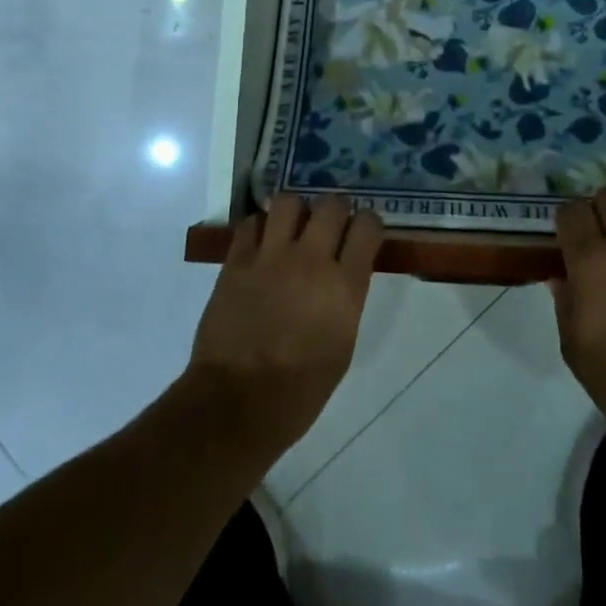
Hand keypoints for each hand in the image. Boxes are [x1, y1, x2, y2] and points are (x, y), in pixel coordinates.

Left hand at [185, 194, 383, 455]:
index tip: (363, 231)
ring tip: (292, 226)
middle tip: (330, 222)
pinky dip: (260, 227)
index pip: (367, 226)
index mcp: (345, 286)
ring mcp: (271, 257)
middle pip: (332, 204)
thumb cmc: (300, 390)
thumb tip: (344, 273)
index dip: (368, 223)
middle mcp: (312, 260)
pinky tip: (261, 243)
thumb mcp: (342, 345)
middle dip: (335, 208)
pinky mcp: (237, 261)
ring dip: (296, 210)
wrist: (238, 404)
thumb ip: (347, 299)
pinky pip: (251, 223)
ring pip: (289, 201)